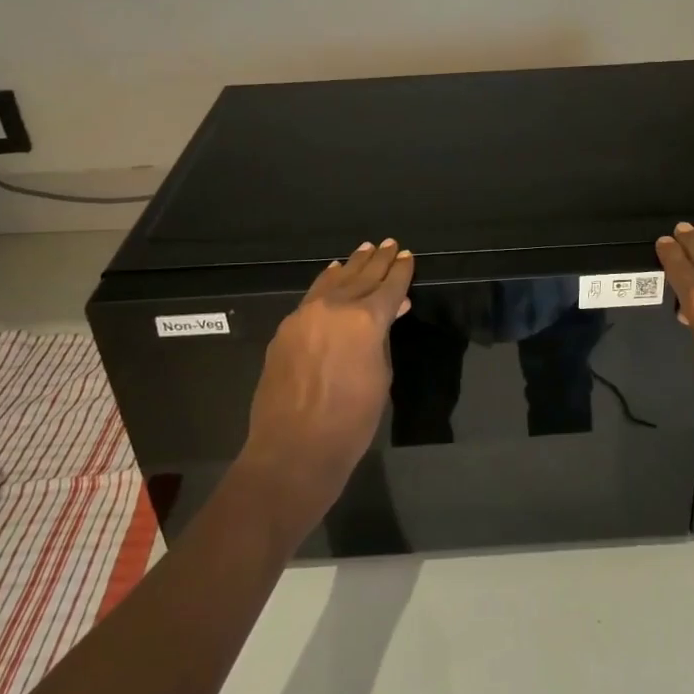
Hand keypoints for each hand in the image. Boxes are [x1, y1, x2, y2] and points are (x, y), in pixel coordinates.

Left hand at [236, 239, 414, 536]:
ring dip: (351, 265)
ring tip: (364, 250)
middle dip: (378, 260)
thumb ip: (383, 338)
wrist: (293, 449)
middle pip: (361, 276)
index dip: (401, 270)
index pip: (389, 286)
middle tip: (390, 244)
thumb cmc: (351, 421)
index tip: (408, 255)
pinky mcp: (285, 329)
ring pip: (333, 281)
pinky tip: (332, 275)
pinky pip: (311, 296)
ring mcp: (304, 316)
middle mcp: (334, 307)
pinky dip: (326, 282)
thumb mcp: (380, 377)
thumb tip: (390, 312)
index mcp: (365, 319)